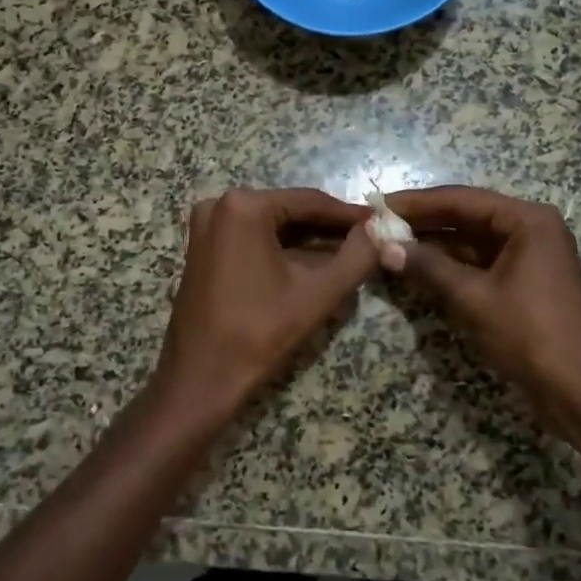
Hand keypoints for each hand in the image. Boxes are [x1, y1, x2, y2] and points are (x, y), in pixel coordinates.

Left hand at [149, 188, 378, 425]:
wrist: (200, 378)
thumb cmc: (259, 332)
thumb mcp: (318, 293)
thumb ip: (357, 257)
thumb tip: (379, 229)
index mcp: (244, 206)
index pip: (309, 201)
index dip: (347, 214)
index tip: (379, 222)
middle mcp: (219, 205)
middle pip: (289, 210)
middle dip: (327, 227)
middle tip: (367, 239)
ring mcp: (206, 226)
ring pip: (271, 225)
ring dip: (307, 239)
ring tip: (347, 252)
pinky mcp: (202, 248)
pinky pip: (251, 238)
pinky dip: (281, 248)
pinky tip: (311, 263)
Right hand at [383, 186, 580, 424]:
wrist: (580, 391)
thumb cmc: (530, 334)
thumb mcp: (474, 298)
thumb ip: (429, 267)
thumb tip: (385, 247)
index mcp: (528, 221)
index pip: (462, 199)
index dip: (417, 202)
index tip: (380, 205)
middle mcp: (532, 229)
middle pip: (468, 216)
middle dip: (424, 222)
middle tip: (379, 224)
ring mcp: (531, 256)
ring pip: (473, 241)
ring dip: (435, 245)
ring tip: (390, 244)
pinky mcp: (526, 282)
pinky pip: (482, 263)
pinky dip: (452, 265)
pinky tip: (418, 268)